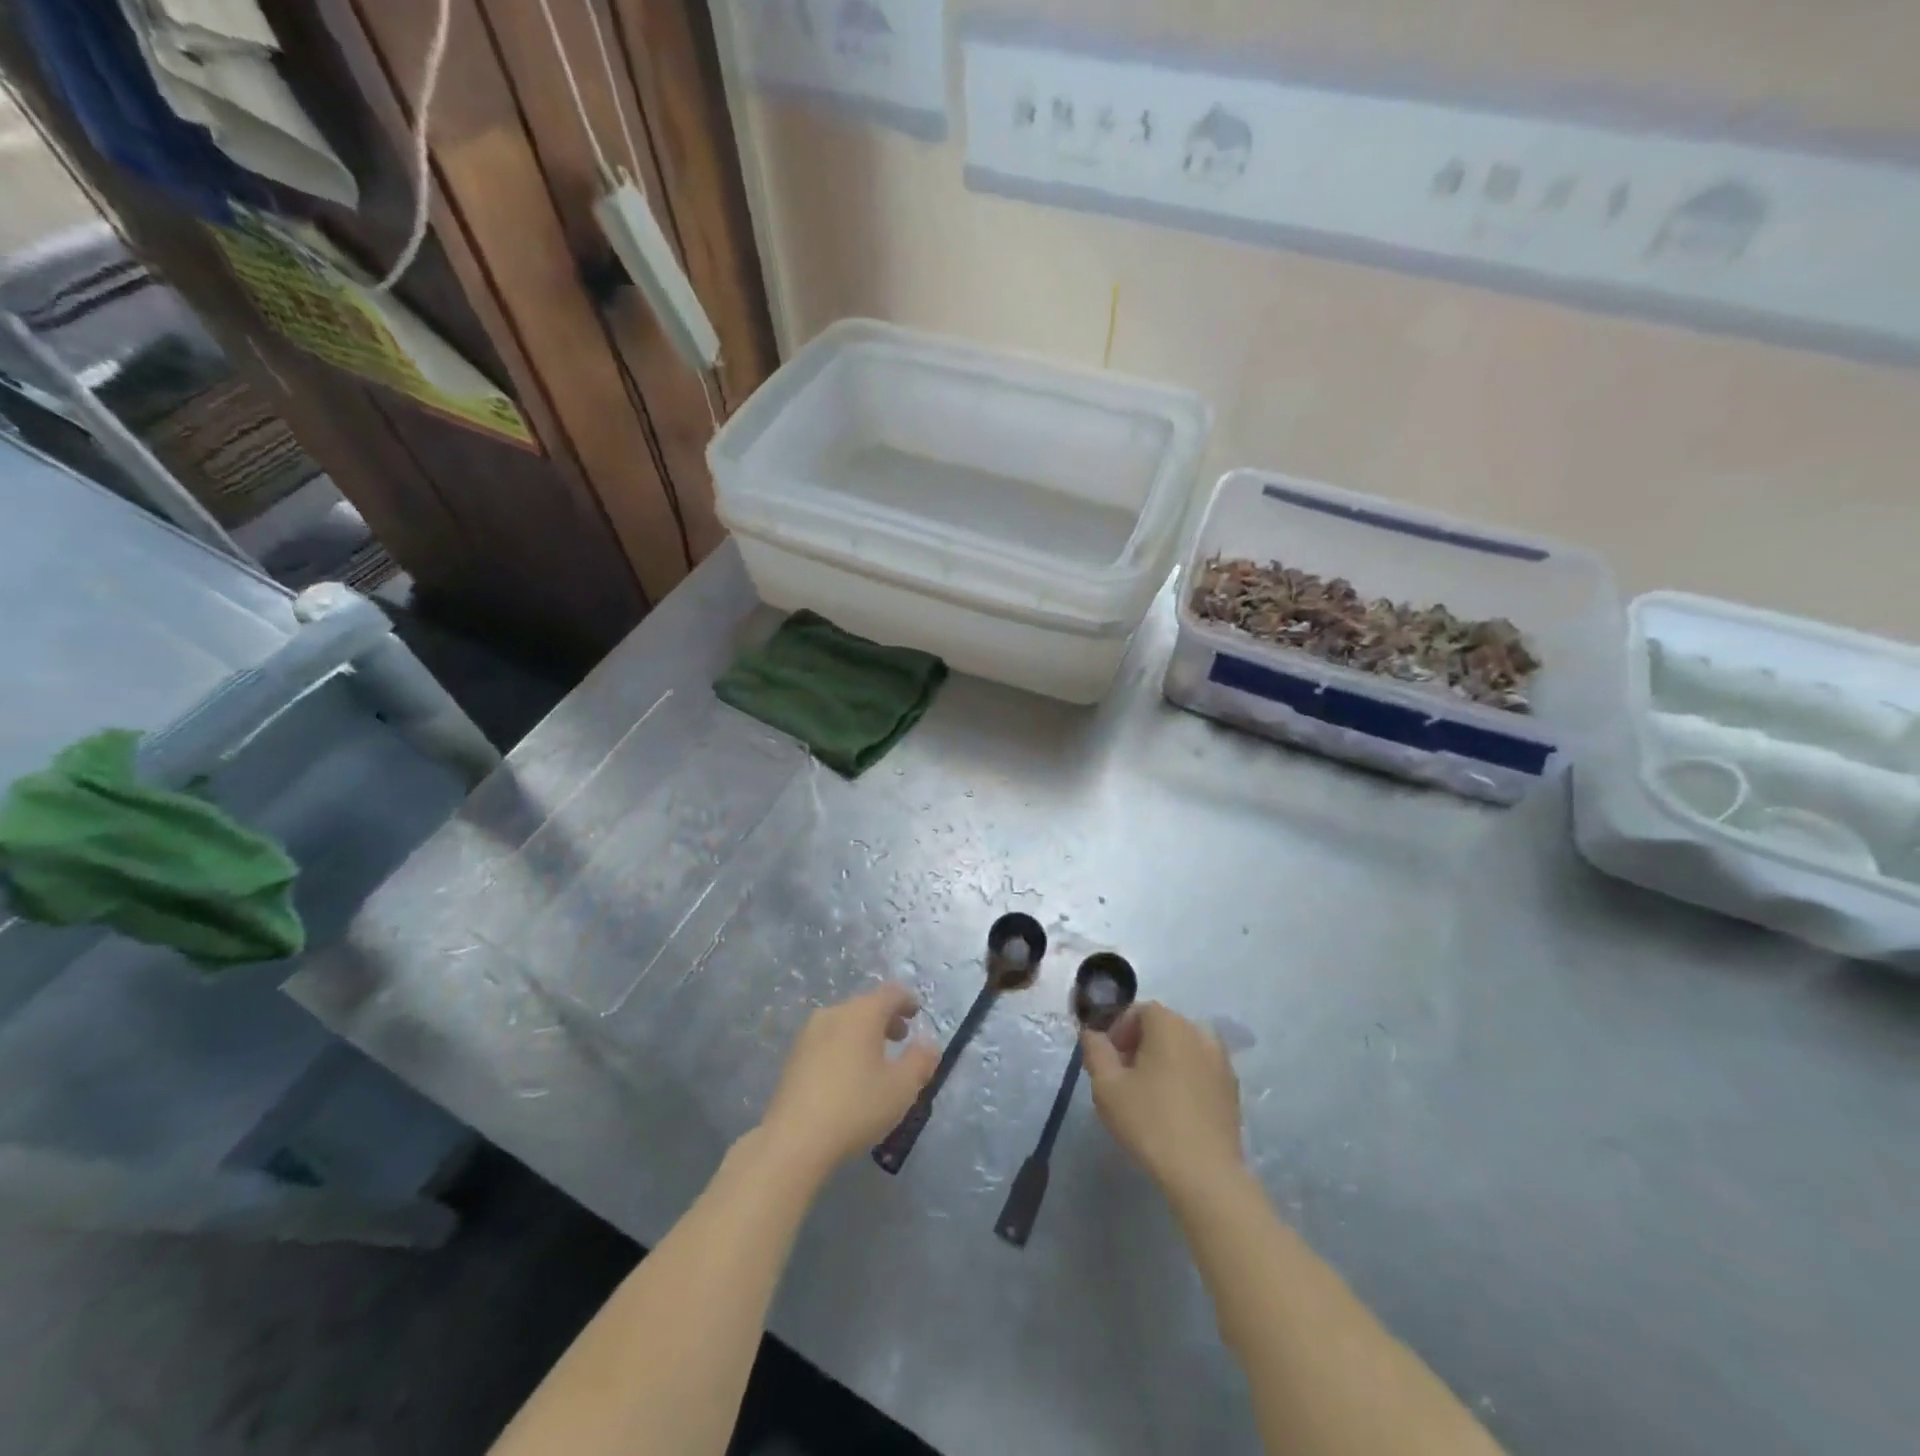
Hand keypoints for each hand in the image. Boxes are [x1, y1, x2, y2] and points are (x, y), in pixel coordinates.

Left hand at [759, 983, 938, 1180]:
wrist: (793, 1140)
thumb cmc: (856, 1107)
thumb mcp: (902, 1088)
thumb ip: (921, 1061)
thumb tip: (929, 1045)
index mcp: (862, 1013)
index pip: (890, 992)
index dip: (907, 1000)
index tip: (917, 1014)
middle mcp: (834, 1013)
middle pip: (866, 1005)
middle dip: (886, 1018)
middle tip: (901, 1039)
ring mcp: (809, 1034)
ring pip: (845, 1023)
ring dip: (864, 1033)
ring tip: (876, 1060)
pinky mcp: (793, 1057)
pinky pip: (828, 1040)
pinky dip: (844, 1047)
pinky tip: (848, 1076)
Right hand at [1082, 1002, 1244, 1193]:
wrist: (1206, 1175)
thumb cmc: (1150, 1122)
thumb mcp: (1107, 1086)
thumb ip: (1095, 1050)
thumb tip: (1091, 1033)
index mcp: (1169, 1024)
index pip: (1138, 1011)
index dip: (1118, 1031)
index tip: (1108, 1061)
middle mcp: (1199, 1032)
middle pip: (1162, 1027)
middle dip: (1138, 1045)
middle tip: (1122, 1079)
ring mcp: (1221, 1061)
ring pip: (1182, 1049)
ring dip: (1162, 1062)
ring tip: (1148, 1096)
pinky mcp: (1233, 1089)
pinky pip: (1200, 1070)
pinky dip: (1184, 1079)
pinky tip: (1174, 1110)